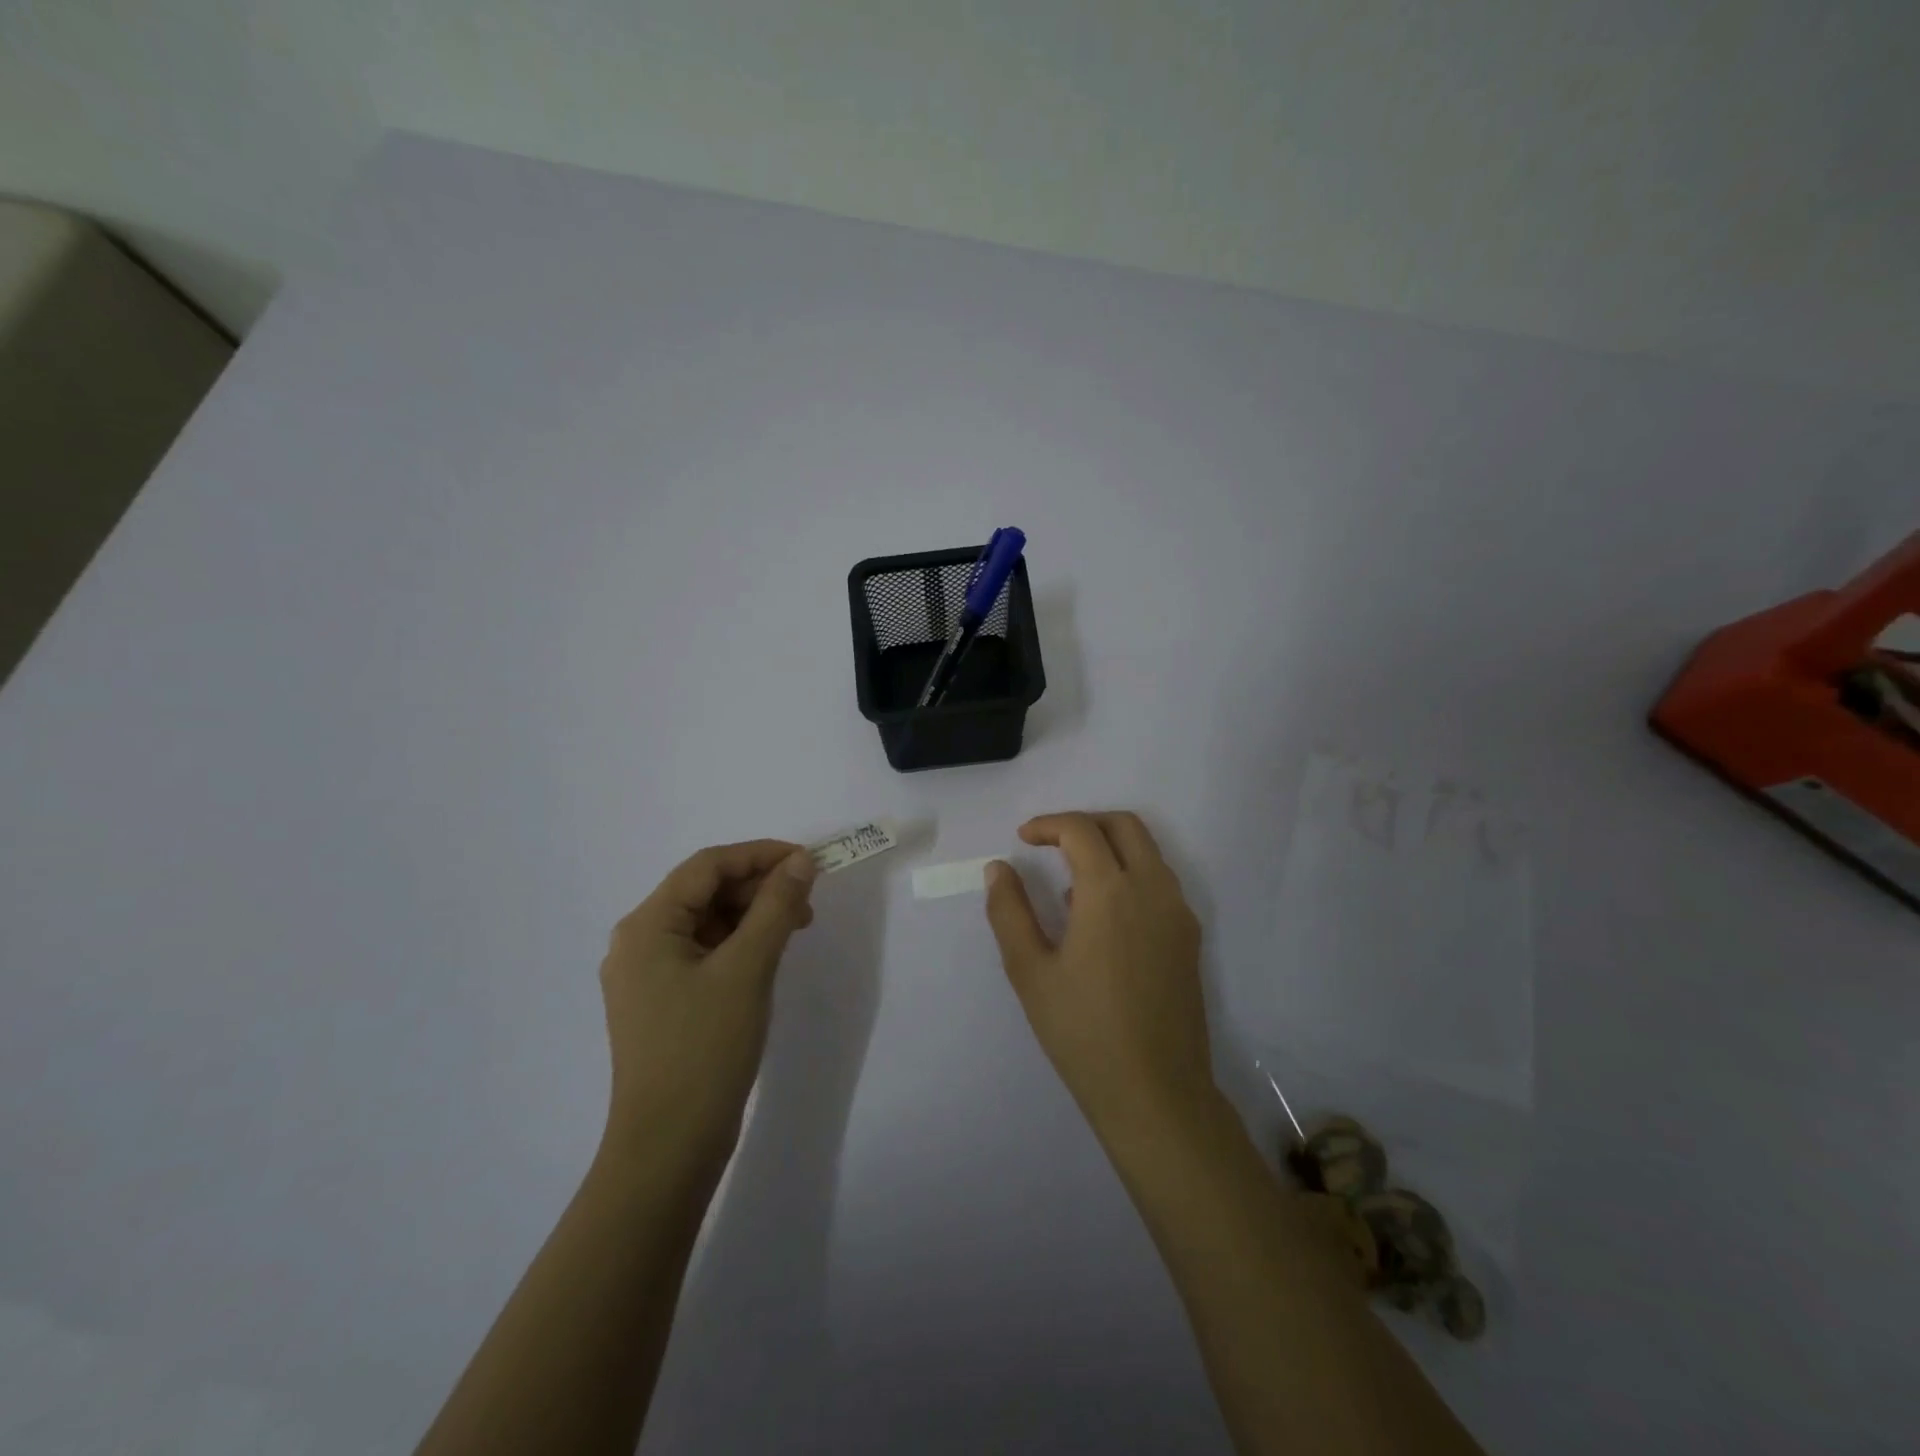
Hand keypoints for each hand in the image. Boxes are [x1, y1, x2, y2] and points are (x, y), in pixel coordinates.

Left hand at [598, 840, 816, 1187]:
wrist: (668, 1147)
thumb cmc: (705, 1049)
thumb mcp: (748, 968)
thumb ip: (776, 907)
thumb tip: (800, 862)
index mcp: (647, 926)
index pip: (707, 866)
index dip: (760, 855)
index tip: (807, 862)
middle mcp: (639, 942)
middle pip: (704, 892)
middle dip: (758, 887)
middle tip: (807, 901)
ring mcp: (648, 976)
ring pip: (707, 922)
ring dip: (753, 915)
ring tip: (796, 927)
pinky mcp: (664, 1002)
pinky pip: (705, 953)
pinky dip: (740, 944)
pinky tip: (769, 956)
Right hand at [984, 811, 1213, 1142]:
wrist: (1155, 1092)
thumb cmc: (1083, 1031)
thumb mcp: (1030, 971)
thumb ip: (1010, 911)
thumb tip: (999, 868)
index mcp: (1111, 891)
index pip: (1081, 830)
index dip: (1048, 825)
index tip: (1022, 839)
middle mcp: (1153, 889)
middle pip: (1124, 825)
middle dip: (1084, 823)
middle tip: (1050, 844)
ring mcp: (1179, 913)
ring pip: (1148, 851)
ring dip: (1110, 847)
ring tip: (1071, 882)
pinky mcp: (1190, 938)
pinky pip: (1160, 882)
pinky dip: (1130, 874)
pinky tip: (1102, 916)